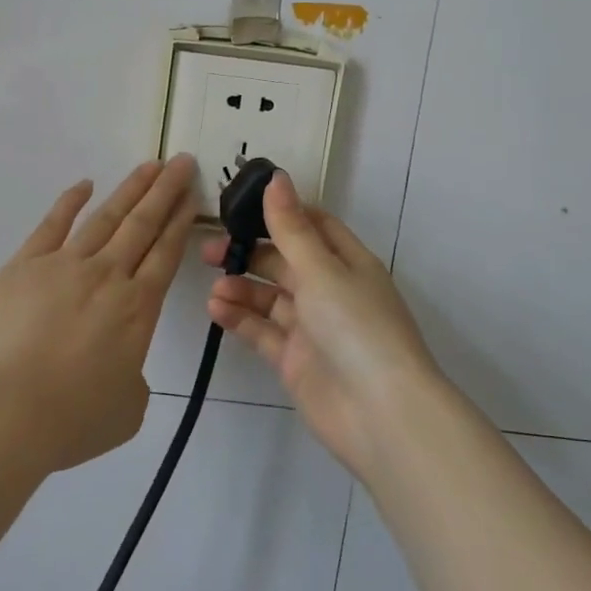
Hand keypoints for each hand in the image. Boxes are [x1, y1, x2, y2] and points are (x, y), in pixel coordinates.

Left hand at [0, 157, 198, 472]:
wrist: (5, 410)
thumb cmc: (71, 418)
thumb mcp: (126, 409)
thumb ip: (133, 378)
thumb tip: (120, 363)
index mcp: (137, 308)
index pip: (165, 253)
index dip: (180, 221)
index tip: (191, 195)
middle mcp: (107, 275)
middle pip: (142, 224)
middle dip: (165, 190)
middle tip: (180, 161)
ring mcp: (64, 264)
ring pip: (106, 217)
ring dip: (130, 189)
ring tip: (148, 166)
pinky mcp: (25, 263)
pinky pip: (52, 224)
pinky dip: (70, 201)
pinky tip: (85, 185)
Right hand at [204, 172, 442, 477]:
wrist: (380, 414)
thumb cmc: (356, 327)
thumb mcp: (321, 269)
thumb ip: (291, 227)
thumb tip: (276, 176)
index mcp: (347, 262)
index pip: (313, 225)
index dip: (280, 212)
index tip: (241, 205)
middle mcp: (330, 291)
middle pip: (284, 261)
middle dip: (249, 252)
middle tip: (210, 250)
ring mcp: (312, 328)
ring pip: (269, 297)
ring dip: (241, 288)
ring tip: (215, 288)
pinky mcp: (295, 360)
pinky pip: (262, 331)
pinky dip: (240, 319)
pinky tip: (216, 309)